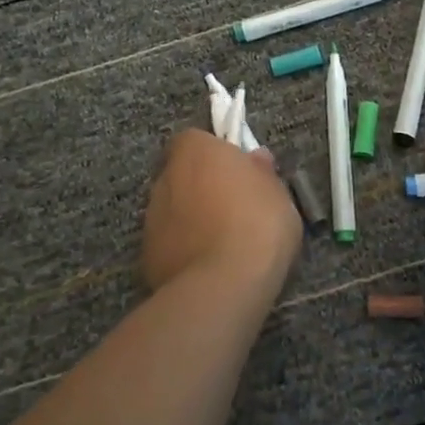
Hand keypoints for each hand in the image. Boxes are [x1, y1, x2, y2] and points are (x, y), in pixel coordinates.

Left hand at [141, 130, 302, 291]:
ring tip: (222, 242)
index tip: (236, 172)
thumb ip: (262, 173)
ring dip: (191, 218)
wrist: (223, 285)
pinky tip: (208, 266)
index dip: (214, 154)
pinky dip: (184, 248)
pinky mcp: (147, 254)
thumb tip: (255, 160)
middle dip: (201, 186)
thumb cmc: (257, 225)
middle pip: (181, 173)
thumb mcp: (278, 194)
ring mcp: (151, 217)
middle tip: (232, 206)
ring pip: (173, 208)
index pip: (195, 139)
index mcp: (195, 152)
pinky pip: (169, 241)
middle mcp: (166, 177)